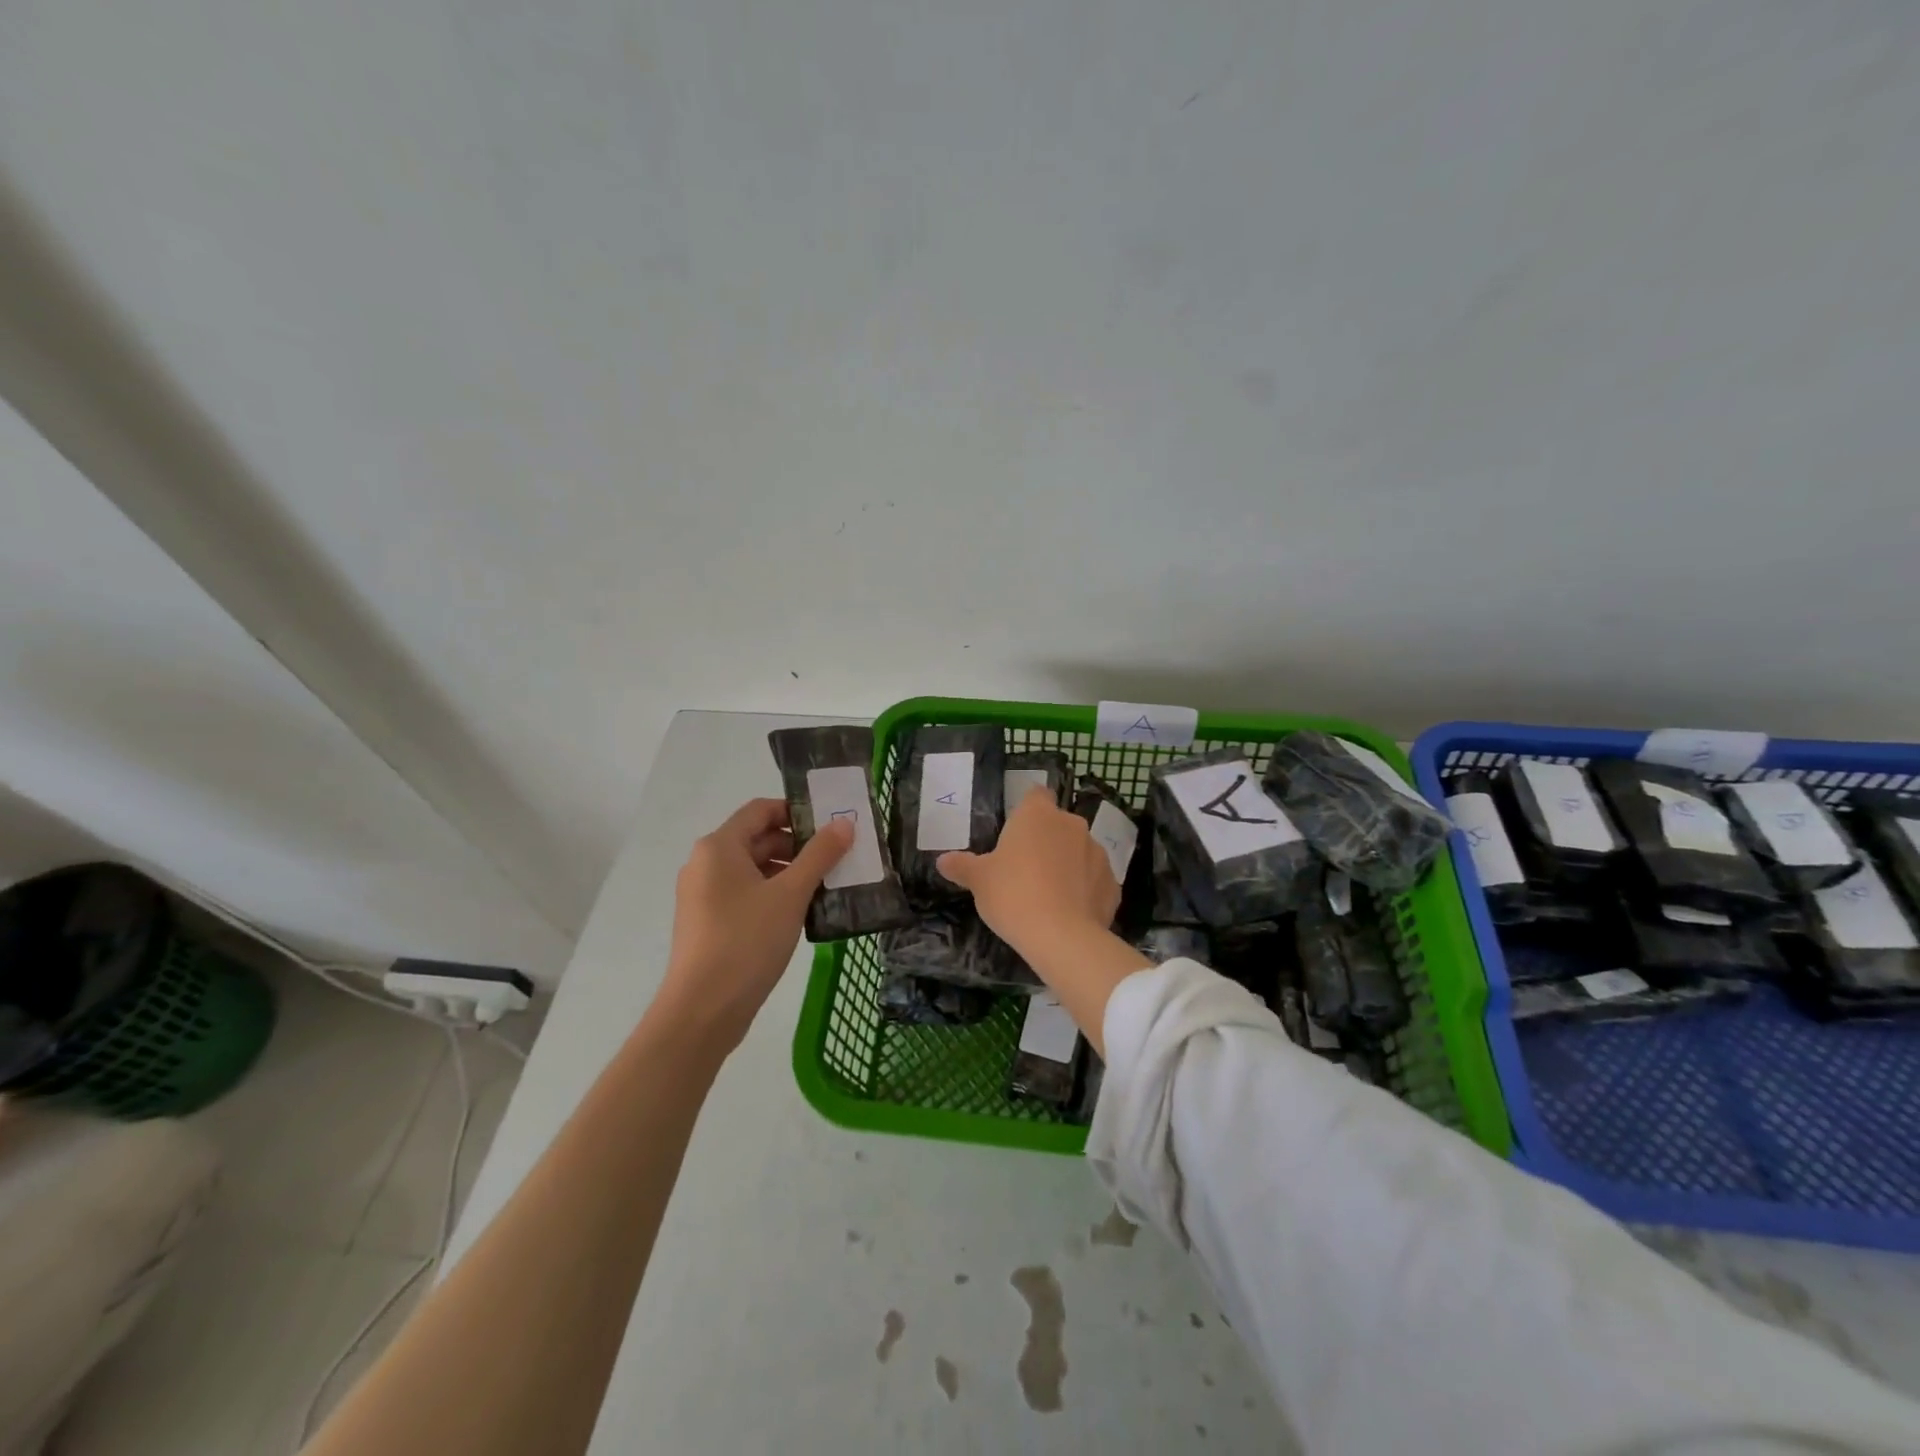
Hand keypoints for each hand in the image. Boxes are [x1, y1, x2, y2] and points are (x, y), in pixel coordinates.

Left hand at [653, 799, 851, 1052]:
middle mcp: (705, 864)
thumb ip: (820, 855)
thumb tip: (845, 823)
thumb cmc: (746, 942)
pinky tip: (802, 911)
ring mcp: (703, 895)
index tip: (831, 823)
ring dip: (789, 871)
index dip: (796, 810)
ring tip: (826, 884)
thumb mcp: (790, 895)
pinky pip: (745, 894)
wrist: (702, 1011)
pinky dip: (773, 894)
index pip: (760, 810)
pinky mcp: (709, 922)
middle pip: (757, 838)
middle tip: (838, 855)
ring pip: (753, 869)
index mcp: (718, 847)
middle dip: (798, 845)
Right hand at [937, 789, 1120, 958]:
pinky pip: (1095, 880)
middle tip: (1025, 869)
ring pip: (1079, 851)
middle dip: (1046, 841)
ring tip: (1049, 895)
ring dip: (1067, 865)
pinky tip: (1070, 912)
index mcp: (1038, 814)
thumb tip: (943, 860)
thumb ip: (963, 866)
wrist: (1061, 936)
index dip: (1027, 810)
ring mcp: (1097, 852)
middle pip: (1057, 824)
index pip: (1035, 795)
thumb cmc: (1012, 895)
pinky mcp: (1113, 883)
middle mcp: (1071, 824)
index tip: (1016, 833)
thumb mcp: (979, 881)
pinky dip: (1085, 890)